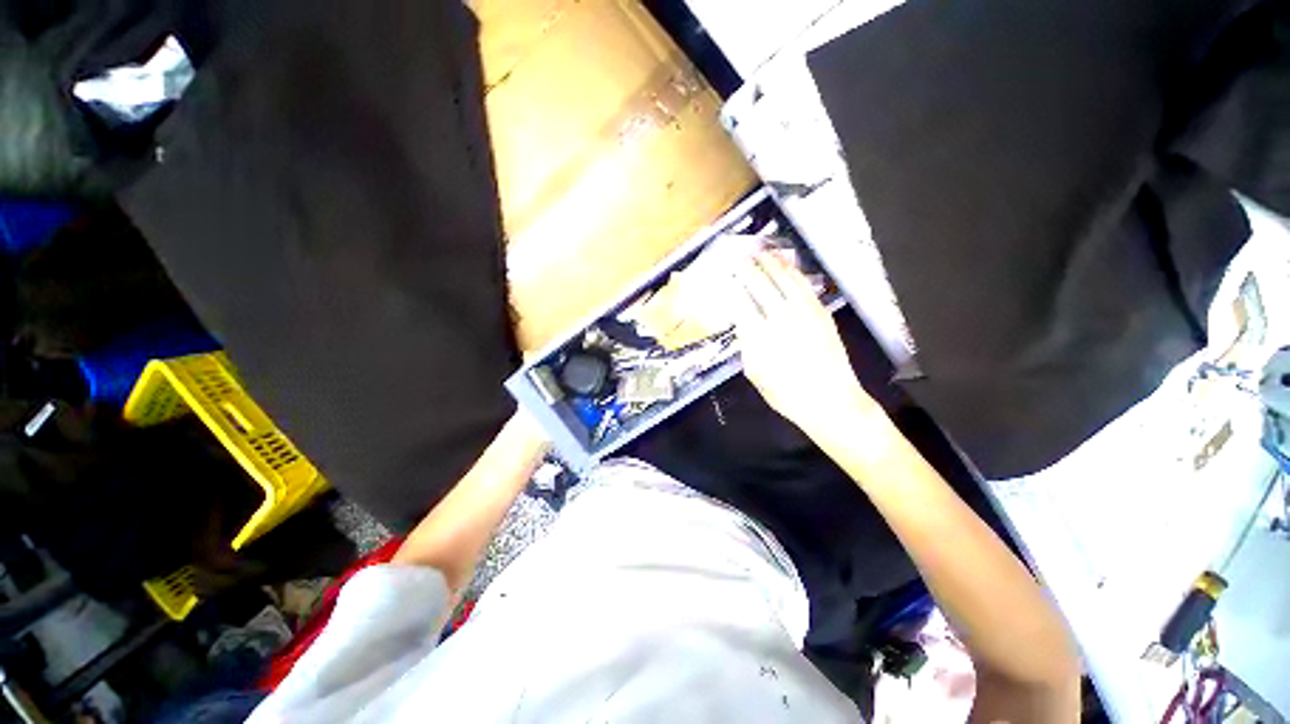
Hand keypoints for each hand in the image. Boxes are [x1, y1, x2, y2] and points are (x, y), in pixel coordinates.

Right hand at [728, 252, 877, 437]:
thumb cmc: (786, 394)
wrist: (831, 400)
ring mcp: (803, 312)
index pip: (740, 302)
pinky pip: (803, 285)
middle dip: (746, 269)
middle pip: (759, 285)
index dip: (730, 286)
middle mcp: (780, 318)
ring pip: (783, 279)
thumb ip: (746, 345)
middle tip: (737, 257)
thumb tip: (741, 322)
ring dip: (769, 263)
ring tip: (759, 253)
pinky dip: (792, 272)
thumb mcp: (755, 374)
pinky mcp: (820, 312)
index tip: (723, 276)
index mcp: (760, 335)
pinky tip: (785, 266)